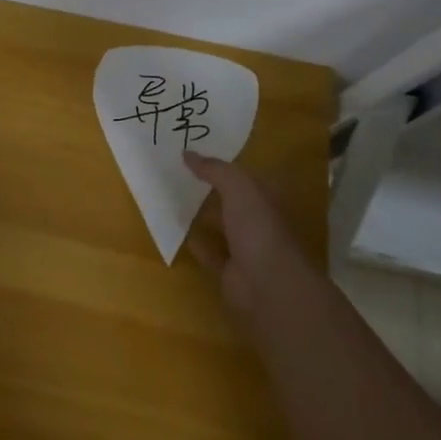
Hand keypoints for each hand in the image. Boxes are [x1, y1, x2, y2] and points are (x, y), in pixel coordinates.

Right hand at [182, 153, 294, 317]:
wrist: (268, 286)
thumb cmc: (259, 229)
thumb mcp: (239, 188)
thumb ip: (215, 169)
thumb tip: (186, 153)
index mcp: (268, 200)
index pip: (247, 177)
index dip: (226, 165)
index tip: (199, 153)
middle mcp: (259, 222)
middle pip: (233, 201)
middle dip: (211, 189)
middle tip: (178, 172)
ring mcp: (246, 248)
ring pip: (220, 226)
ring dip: (202, 215)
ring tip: (172, 198)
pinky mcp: (230, 271)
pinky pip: (209, 252)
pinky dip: (195, 243)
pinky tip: (176, 231)